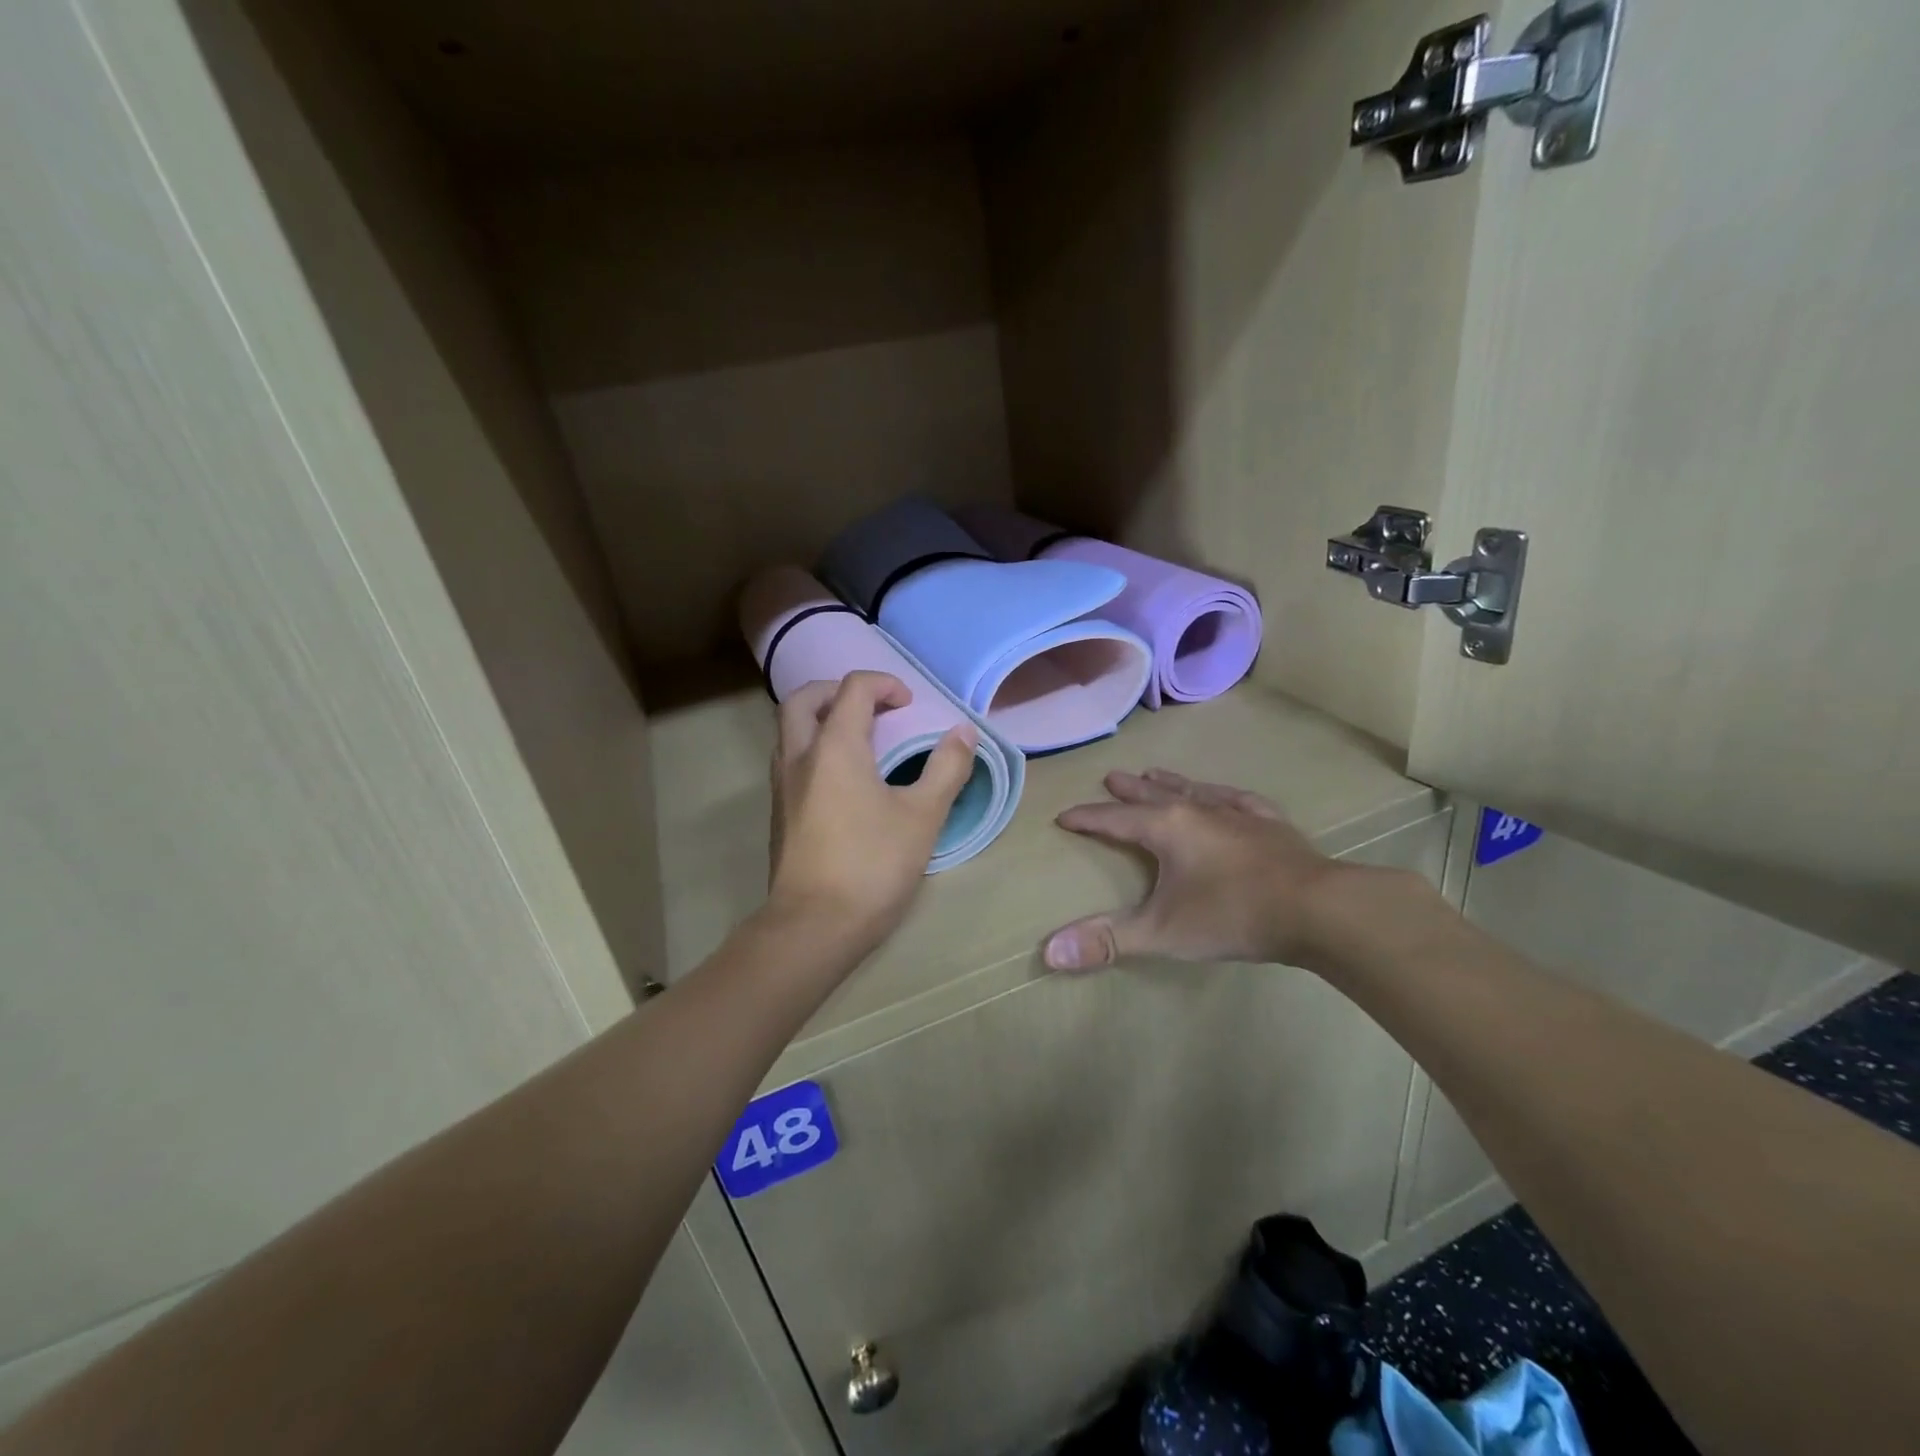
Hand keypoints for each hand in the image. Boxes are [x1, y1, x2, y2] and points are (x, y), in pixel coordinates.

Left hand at [768, 672, 976, 957]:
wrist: (814, 926)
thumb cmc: (873, 865)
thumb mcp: (923, 816)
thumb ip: (946, 768)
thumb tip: (964, 732)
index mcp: (835, 747)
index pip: (853, 689)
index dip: (884, 685)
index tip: (911, 705)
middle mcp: (799, 756)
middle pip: (804, 699)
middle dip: (838, 690)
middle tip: (872, 706)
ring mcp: (782, 786)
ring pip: (789, 730)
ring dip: (820, 718)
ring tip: (858, 738)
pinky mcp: (779, 813)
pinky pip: (790, 760)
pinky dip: (813, 748)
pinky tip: (842, 779)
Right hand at [1042, 768, 1363, 970]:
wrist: (1318, 909)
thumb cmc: (1232, 915)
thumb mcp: (1162, 932)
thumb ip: (1108, 941)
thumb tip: (1049, 953)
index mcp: (1167, 827)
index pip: (1113, 819)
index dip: (1086, 818)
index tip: (1064, 816)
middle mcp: (1198, 810)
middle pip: (1153, 795)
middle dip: (1128, 790)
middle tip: (1111, 777)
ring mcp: (1237, 814)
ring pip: (1194, 790)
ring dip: (1170, 783)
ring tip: (1154, 773)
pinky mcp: (1270, 824)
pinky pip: (1238, 800)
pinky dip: (1221, 795)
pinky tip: (1224, 795)